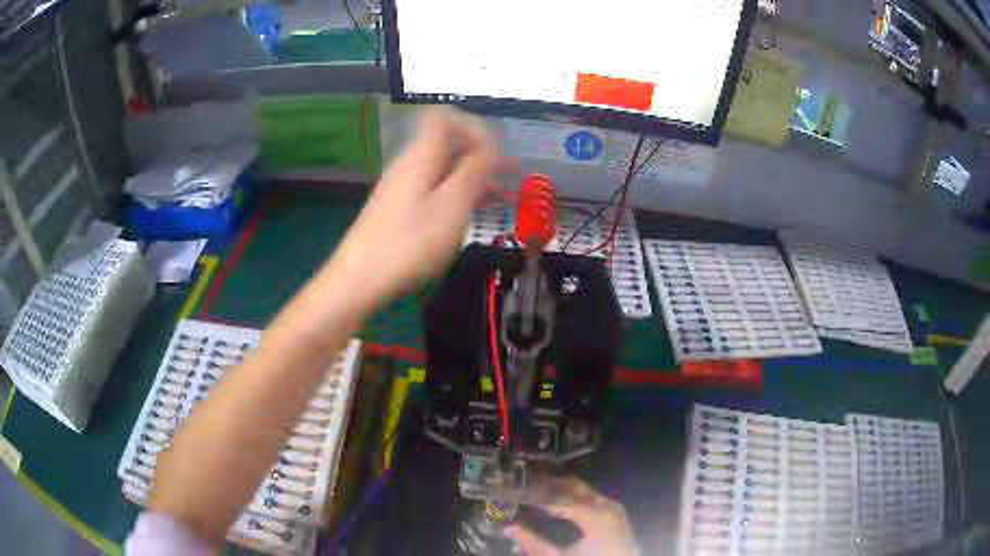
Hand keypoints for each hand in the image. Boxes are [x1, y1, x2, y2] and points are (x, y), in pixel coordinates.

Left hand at [328, 106, 514, 309]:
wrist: (359, 280)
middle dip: (480, 153)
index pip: (446, 117)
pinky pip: (434, 189)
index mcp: (421, 155)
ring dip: (472, 176)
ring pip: (442, 168)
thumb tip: (491, 148)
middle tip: (509, 174)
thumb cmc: (409, 243)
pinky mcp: (399, 210)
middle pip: (447, 142)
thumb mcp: (452, 206)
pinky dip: (456, 194)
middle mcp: (410, 164)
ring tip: (500, 195)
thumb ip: (474, 171)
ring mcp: (403, 187)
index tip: (497, 153)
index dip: (475, 127)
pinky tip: (472, 212)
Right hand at [505, 477, 637, 555]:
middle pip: (574, 487)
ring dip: (561, 491)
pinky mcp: (616, 513)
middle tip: (526, 487)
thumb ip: (534, 543)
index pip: (559, 498)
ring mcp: (614, 508)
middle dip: (549, 486)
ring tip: (538, 495)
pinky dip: (574, 498)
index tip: (518, 492)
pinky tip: (559, 504)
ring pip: (583, 490)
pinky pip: (592, 498)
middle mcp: (607, 505)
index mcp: (595, 515)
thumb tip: (508, 528)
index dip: (537, 494)